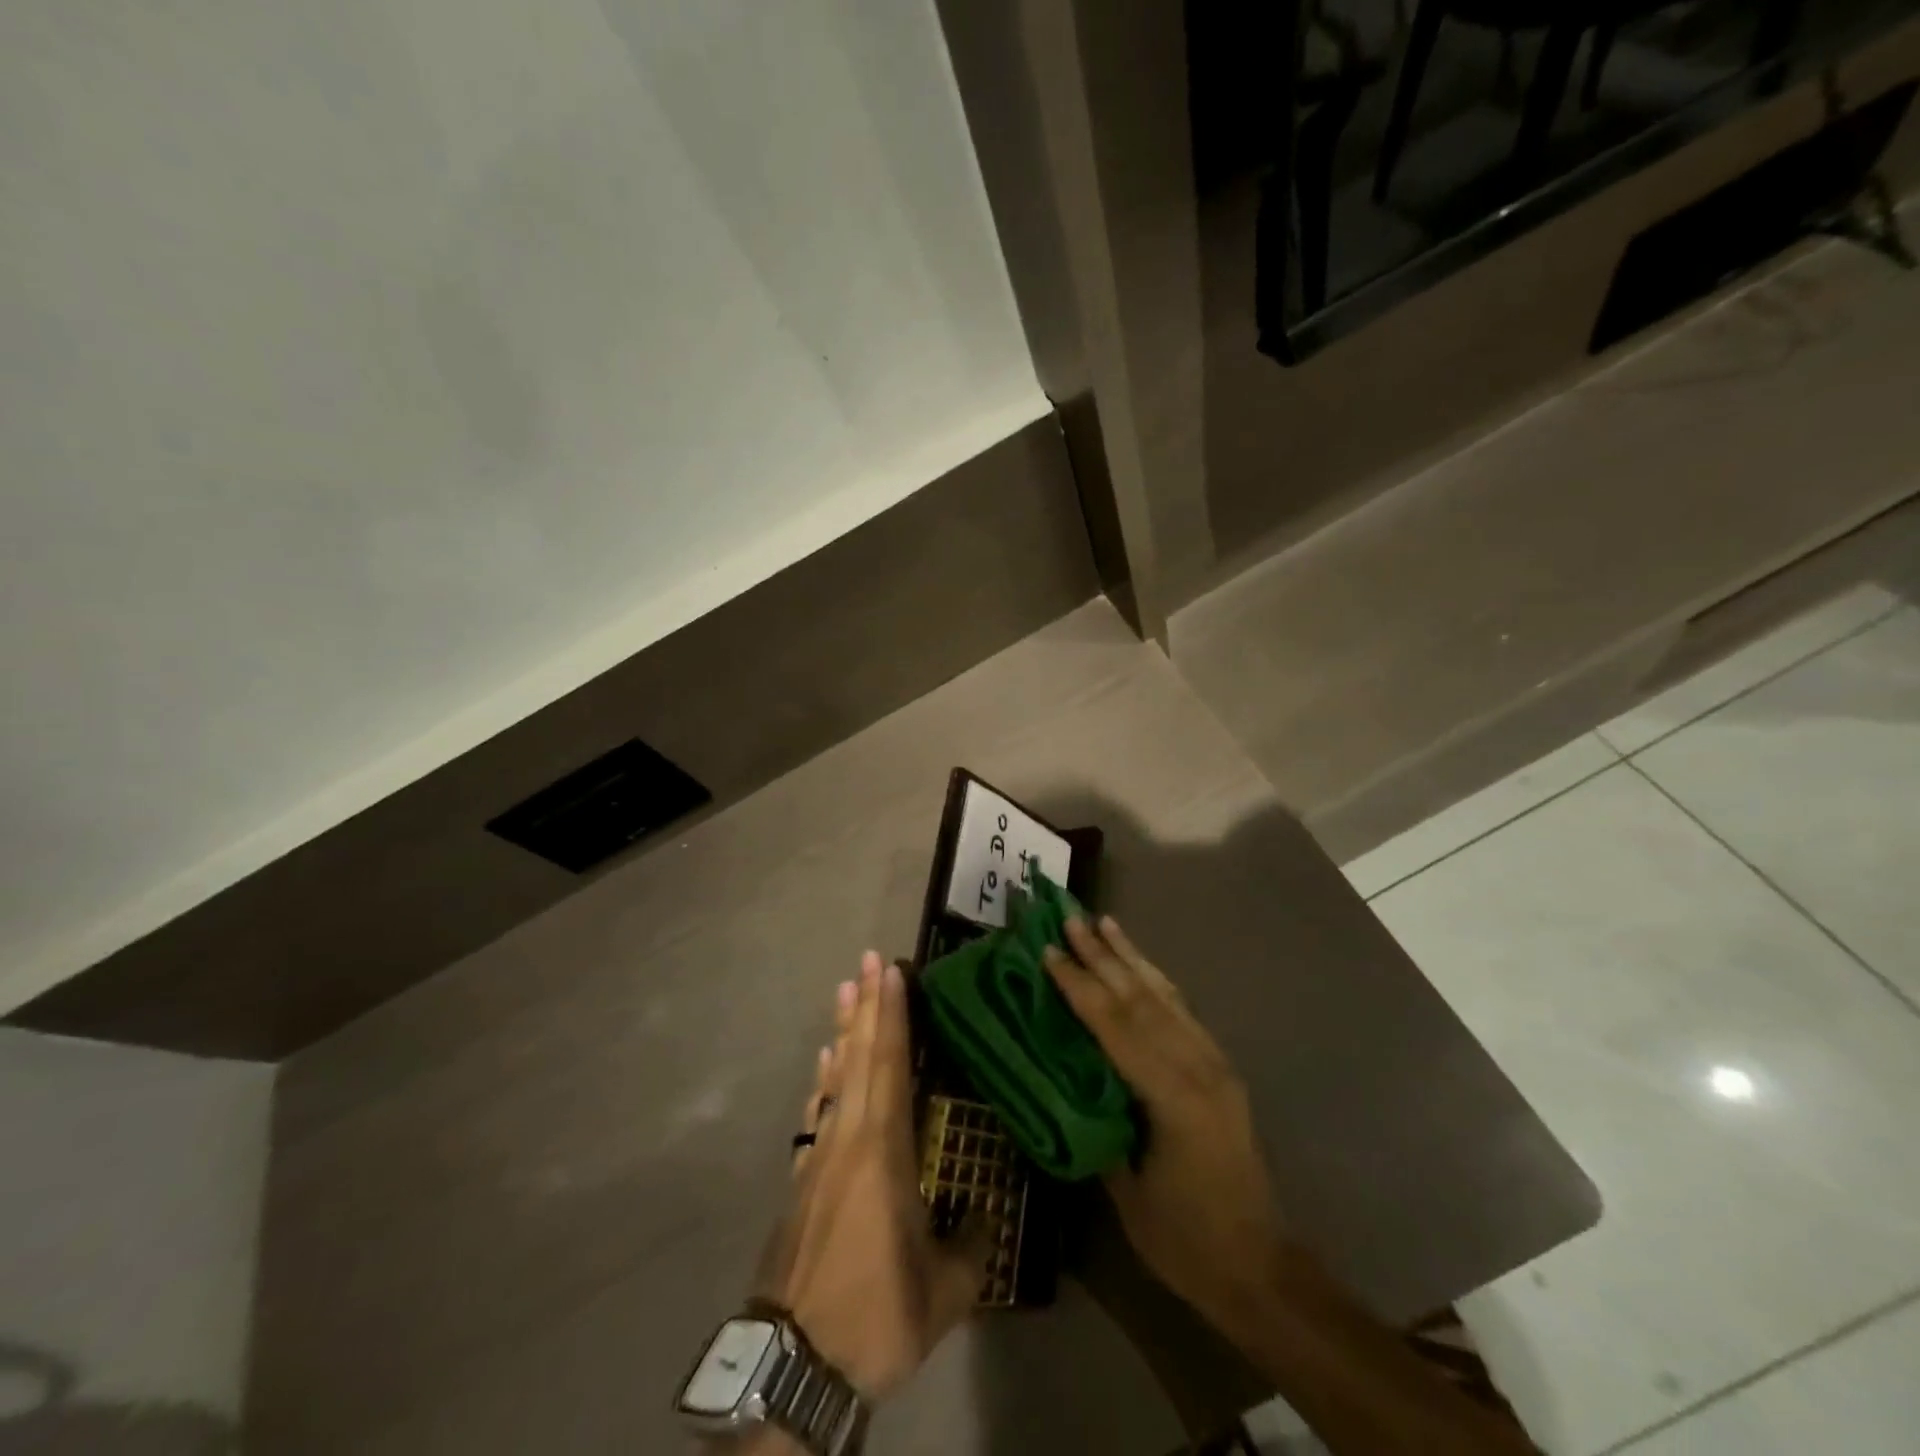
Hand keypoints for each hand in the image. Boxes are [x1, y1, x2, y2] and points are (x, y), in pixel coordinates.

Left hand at [757, 953, 989, 1401]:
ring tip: (844, 991)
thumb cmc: (876, 1314)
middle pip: (859, 1056)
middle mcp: (848, 1137)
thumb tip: (988, 1210)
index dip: (892, 1015)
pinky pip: (818, 1110)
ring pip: (835, 1077)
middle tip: (866, 959)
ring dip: (843, 1031)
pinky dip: (824, 1079)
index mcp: (883, 1150)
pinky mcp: (803, 1178)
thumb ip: (972, 1243)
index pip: (890, 1064)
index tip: (890, 971)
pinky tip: (825, 1063)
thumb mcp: (944, 1291)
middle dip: (866, 1005)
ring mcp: (820, 1155)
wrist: (795, 1360)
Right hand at [1042, 917, 1284, 1331]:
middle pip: (1140, 998)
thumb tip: (1062, 1075)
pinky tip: (1141, 967)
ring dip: (1131, 957)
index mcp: (1172, 1096)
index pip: (1115, 1026)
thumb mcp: (1126, 1189)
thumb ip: (1097, 1123)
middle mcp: (1198, 1067)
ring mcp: (1214, 1064)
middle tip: (1072, 917)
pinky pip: (1182, 1013)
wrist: (1261, 1268)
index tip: (1049, 950)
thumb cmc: (1185, 1240)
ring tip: (1106, 922)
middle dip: (1102, 955)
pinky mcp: (1220, 1069)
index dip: (1079, 986)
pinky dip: (1156, 982)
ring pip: (1165, 996)